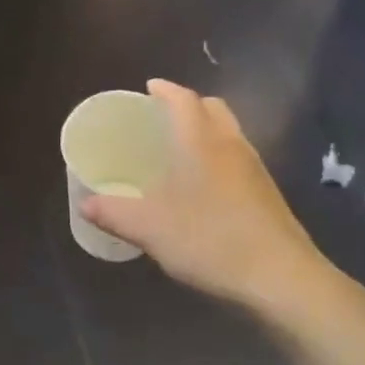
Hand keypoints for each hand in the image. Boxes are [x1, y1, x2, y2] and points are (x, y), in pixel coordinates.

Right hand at [82, 80, 327, 309]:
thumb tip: (85, 203)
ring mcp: (255, 168)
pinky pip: (238, 157)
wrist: (280, 276)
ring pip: (229, 132)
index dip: (166, 90)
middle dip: (188, 105)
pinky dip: (219, 156)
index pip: (184, 99)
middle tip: (162, 118)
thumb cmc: (210, 240)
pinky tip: (204, 186)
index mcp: (201, 141)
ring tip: (180, 150)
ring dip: (206, 130)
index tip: (149, 88)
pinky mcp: (267, 193)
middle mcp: (231, 145)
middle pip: (212, 108)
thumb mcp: (150, 228)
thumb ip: (114, 213)